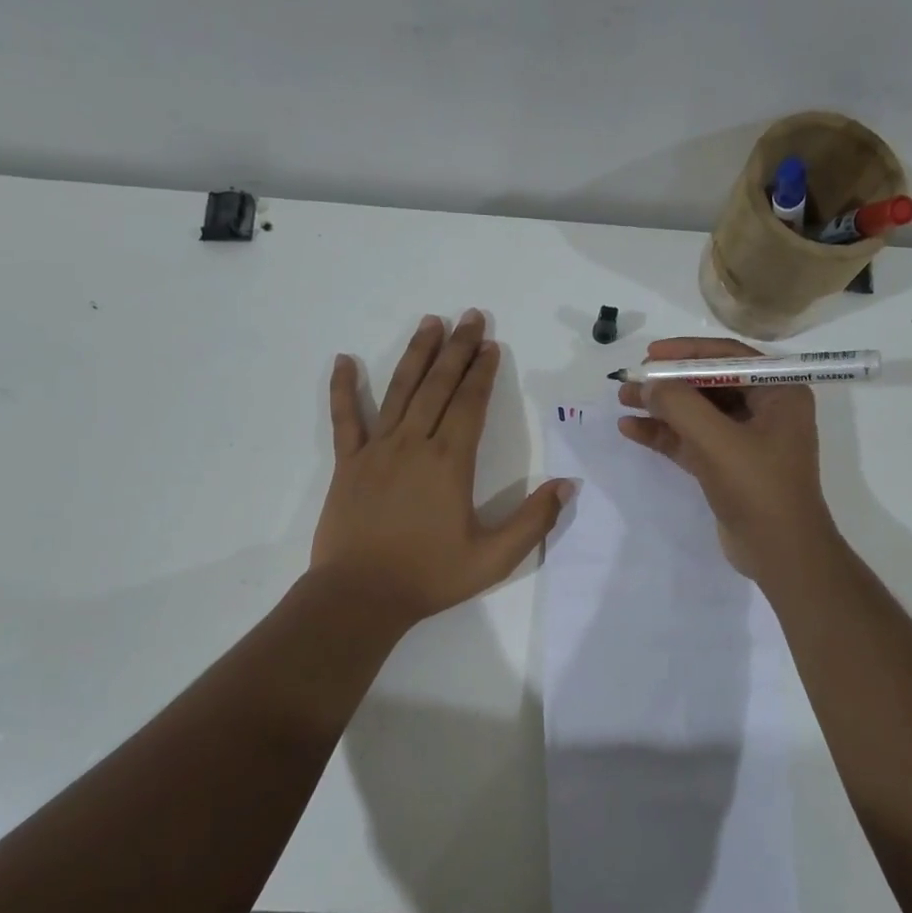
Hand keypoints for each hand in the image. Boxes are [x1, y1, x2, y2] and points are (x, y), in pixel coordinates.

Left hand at [312, 310, 570, 625]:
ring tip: (429, 322)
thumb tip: (568, 486)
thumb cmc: (429, 576)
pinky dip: (344, 389)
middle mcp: (413, 444)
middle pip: (438, 386)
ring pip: (399, 391)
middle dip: (456, 349)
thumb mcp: (494, 557)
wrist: (360, 596)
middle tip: (469, 316)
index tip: (491, 345)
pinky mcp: (347, 464)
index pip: (470, 404)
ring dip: (416, 355)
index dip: (482, 372)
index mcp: (449, 462)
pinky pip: (345, 419)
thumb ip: (533, 520)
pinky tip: (343, 360)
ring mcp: (376, 451)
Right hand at [618, 337, 837, 582]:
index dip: (687, 352)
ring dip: (662, 407)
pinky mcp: (728, 466)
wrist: (780, 553)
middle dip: (669, 382)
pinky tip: (632, 429)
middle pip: (710, 384)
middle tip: (631, 379)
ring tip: (622, 400)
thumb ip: (680, 406)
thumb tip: (648, 384)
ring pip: (698, 413)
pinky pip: (693, 440)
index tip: (650, 355)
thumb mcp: (717, 442)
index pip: (729, 357)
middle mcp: (766, 410)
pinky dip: (665, 435)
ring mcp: (746, 440)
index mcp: (779, 393)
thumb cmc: (759, 489)